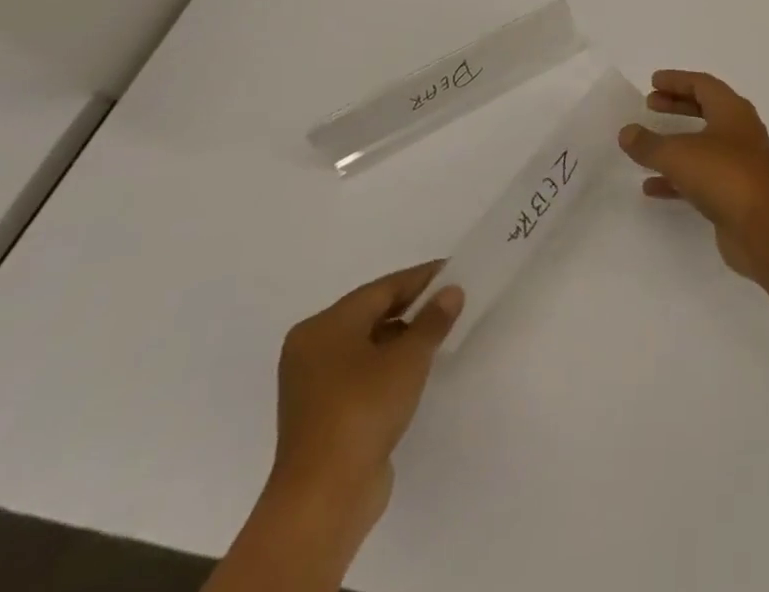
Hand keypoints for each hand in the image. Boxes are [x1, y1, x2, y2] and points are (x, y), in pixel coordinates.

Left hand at [269, 263, 463, 530]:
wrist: (324, 497)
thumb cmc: (363, 409)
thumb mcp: (409, 357)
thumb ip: (433, 320)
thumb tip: (451, 291)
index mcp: (324, 327)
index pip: (382, 289)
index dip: (422, 278)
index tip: (456, 271)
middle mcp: (312, 349)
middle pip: (372, 314)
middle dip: (413, 307)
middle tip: (453, 300)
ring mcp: (313, 385)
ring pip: (367, 344)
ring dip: (403, 337)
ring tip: (442, 333)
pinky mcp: (323, 414)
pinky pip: (362, 372)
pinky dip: (388, 365)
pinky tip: (417, 369)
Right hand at [618, 70, 768, 278]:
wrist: (764, 227)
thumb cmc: (724, 175)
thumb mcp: (679, 154)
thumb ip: (649, 143)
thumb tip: (627, 132)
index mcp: (732, 110)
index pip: (703, 85)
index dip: (677, 81)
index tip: (653, 82)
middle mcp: (739, 132)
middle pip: (705, 110)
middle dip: (677, 105)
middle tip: (649, 104)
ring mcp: (738, 163)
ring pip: (702, 145)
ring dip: (675, 142)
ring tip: (645, 145)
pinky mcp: (733, 193)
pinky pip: (700, 177)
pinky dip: (676, 178)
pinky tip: (651, 187)